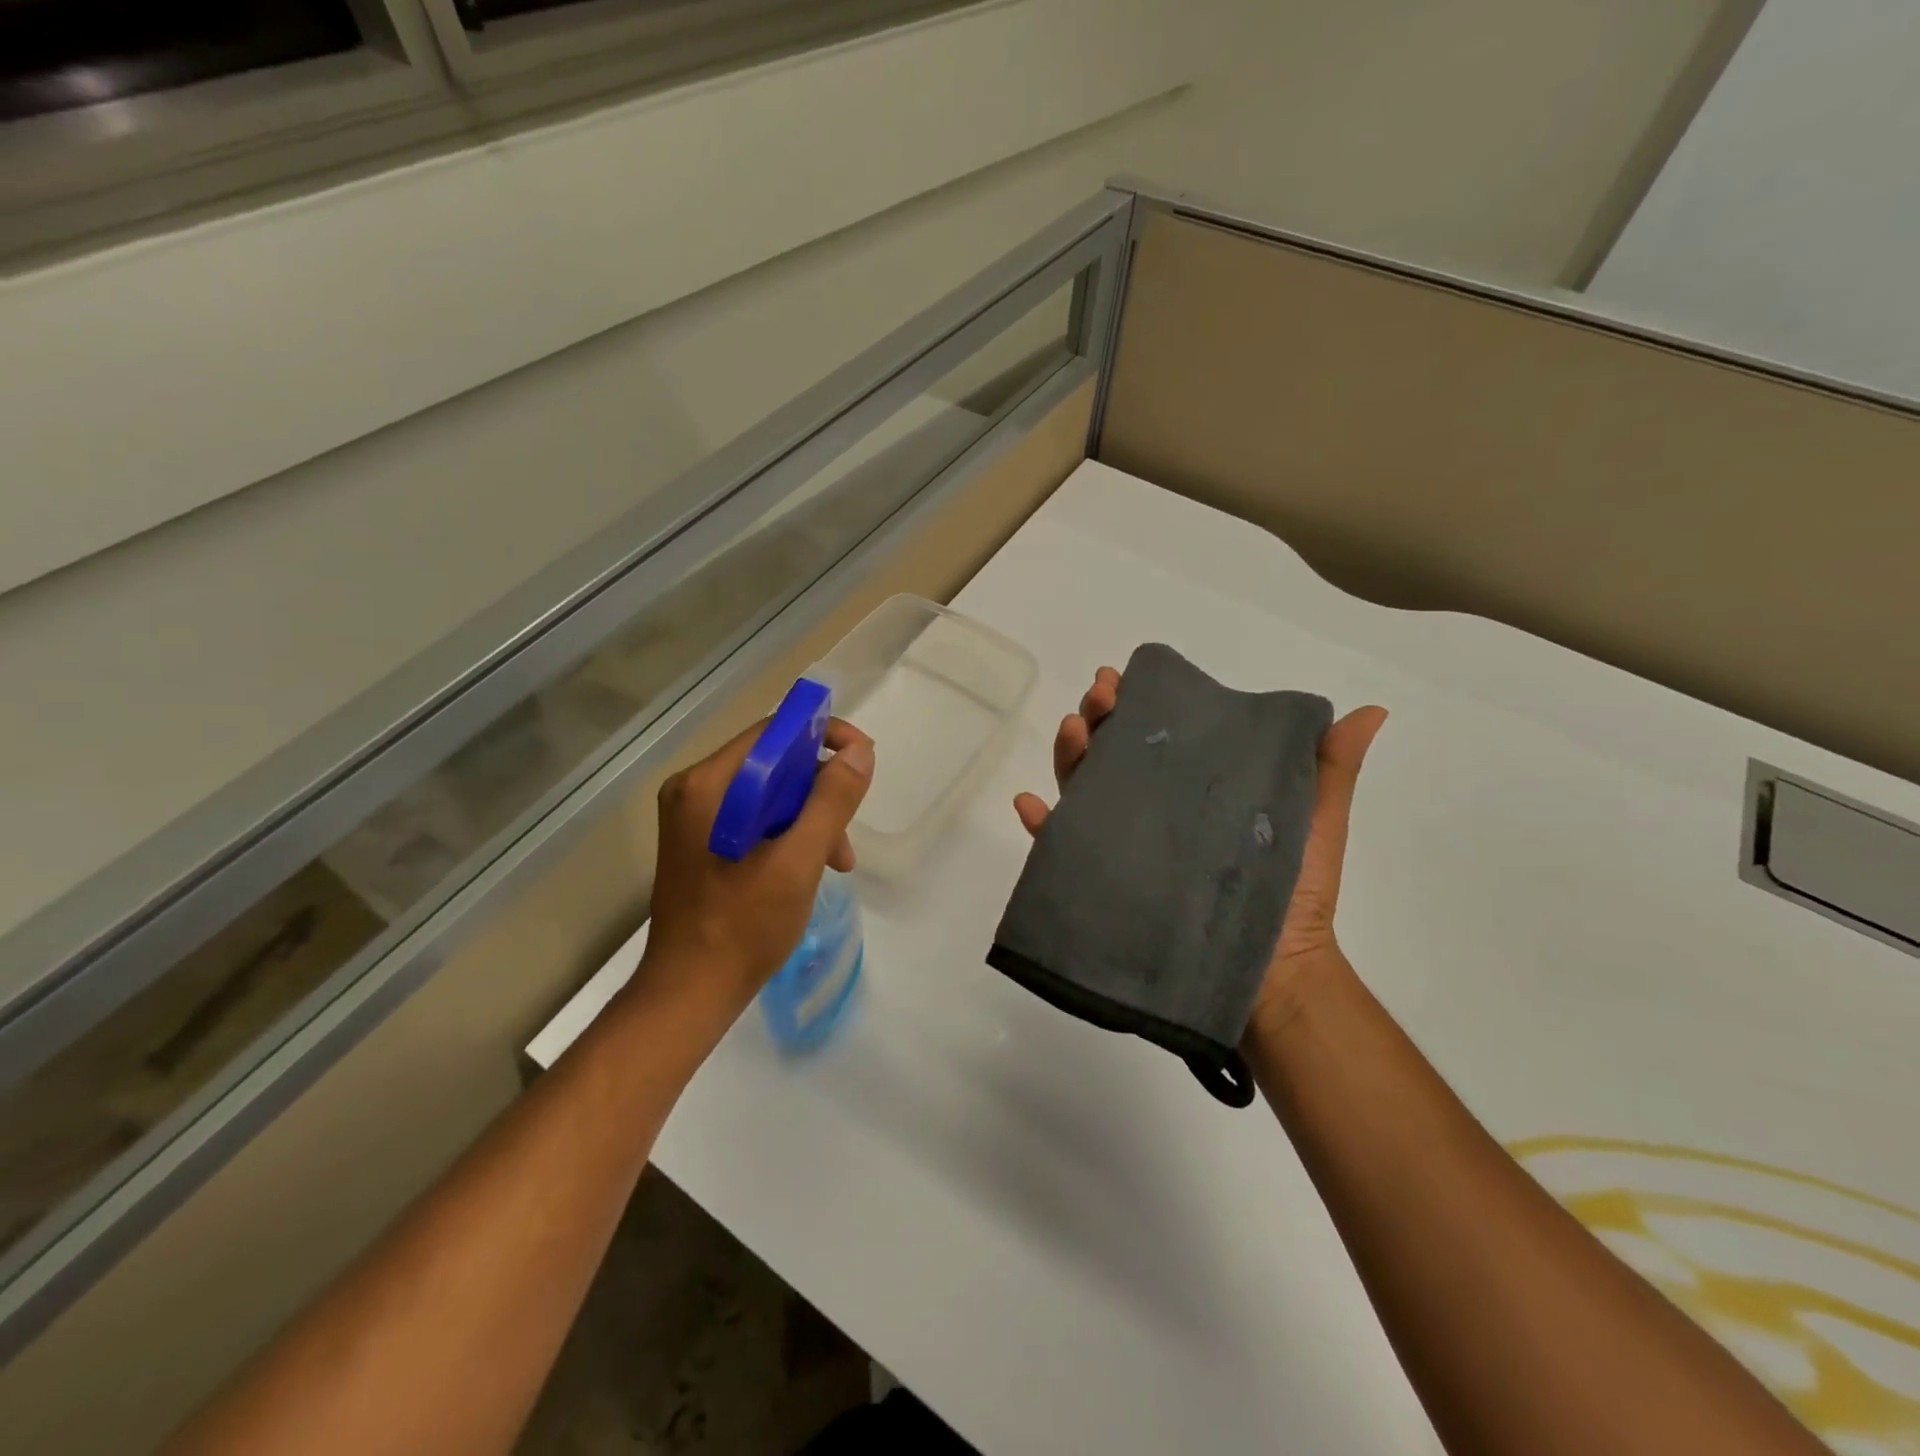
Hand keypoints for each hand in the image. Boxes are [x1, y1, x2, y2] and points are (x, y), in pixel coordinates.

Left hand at [642, 717, 873, 1010]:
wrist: (690, 992)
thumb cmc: (743, 927)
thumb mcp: (798, 862)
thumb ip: (830, 801)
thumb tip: (859, 752)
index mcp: (708, 785)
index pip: (773, 732)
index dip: (823, 735)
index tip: (863, 759)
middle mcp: (695, 790)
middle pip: (773, 762)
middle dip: (819, 789)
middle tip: (847, 832)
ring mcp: (695, 817)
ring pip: (769, 792)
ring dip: (809, 816)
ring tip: (836, 861)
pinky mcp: (702, 842)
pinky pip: (755, 817)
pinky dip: (789, 833)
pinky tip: (809, 868)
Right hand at [1013, 669, 1386, 1032]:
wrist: (1273, 975)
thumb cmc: (1293, 894)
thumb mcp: (1314, 823)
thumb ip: (1328, 770)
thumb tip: (1373, 712)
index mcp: (1192, 789)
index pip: (1156, 736)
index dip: (1135, 703)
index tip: (1124, 679)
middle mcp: (1152, 810)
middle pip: (1111, 753)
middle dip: (1097, 717)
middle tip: (1097, 696)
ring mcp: (1126, 845)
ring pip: (1083, 790)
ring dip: (1069, 756)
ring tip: (1071, 731)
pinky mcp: (1107, 882)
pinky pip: (1063, 850)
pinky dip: (1040, 825)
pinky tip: (1029, 804)